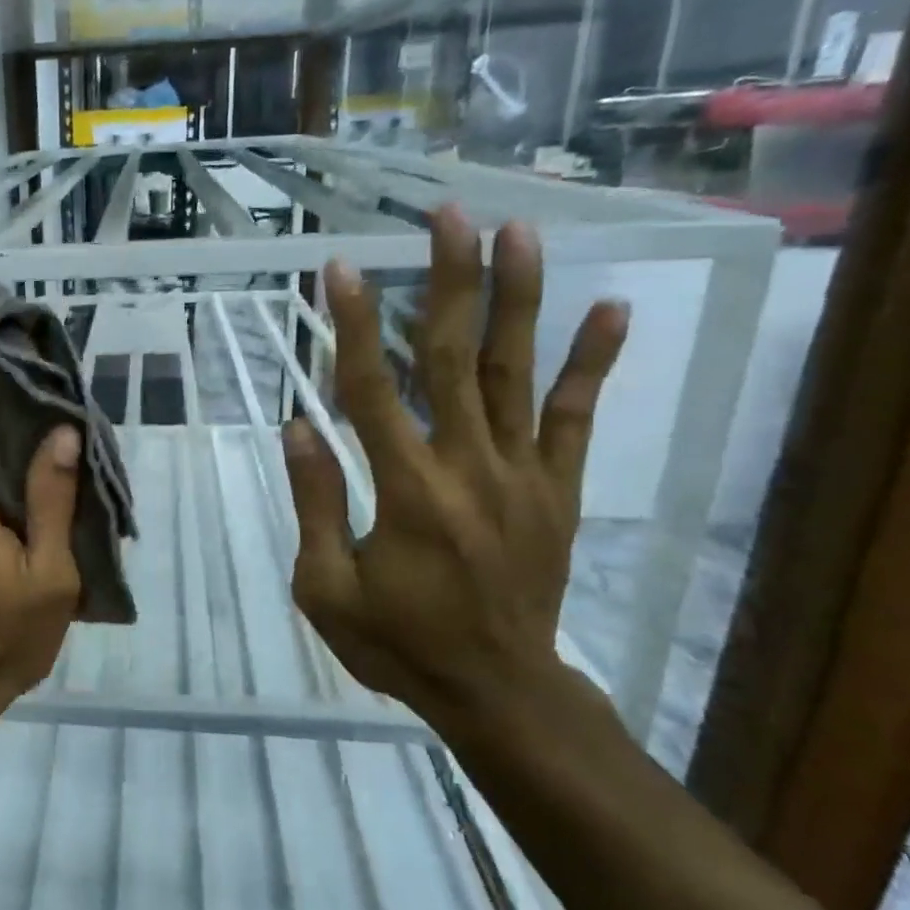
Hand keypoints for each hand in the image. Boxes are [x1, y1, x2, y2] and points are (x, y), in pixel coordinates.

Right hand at [283, 207, 628, 727]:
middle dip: (450, 281)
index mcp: (407, 491)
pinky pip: (575, 419)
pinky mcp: (557, 490)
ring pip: (518, 373)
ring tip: (520, 233)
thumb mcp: (327, 588)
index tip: (341, 269)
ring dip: (518, 299)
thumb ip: (317, 503)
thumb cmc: (398, 643)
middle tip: (449, 216)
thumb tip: (299, 428)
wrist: (499, 694)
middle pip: (456, 359)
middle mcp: (469, 467)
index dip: (354, 326)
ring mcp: (523, 475)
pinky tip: (610, 310)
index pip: (372, 391)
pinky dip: (593, 364)